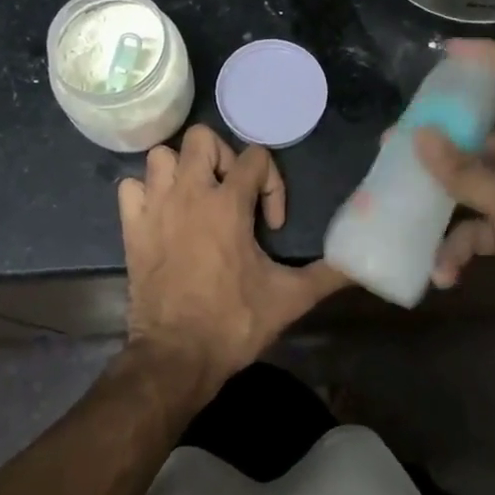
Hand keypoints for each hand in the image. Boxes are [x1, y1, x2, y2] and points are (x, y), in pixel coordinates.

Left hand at [118, 125, 346, 398]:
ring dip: (181, 170)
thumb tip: (364, 264)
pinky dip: (146, 193)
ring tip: (197, 198)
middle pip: (201, 137)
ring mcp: (155, 207)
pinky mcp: (131, 227)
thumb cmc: (233, 322)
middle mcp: (188, 193)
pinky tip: (163, 214)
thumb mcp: (289, 298)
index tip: (270, 224)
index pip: (255, 157)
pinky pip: (131, 188)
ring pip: (161, 156)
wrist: (176, 356)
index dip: (271, 183)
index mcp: (227, 203)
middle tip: (232, 193)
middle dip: (222, 158)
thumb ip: (328, 275)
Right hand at [412, 39, 494, 360]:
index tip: (449, 52)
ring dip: (441, 204)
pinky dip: (459, 251)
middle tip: (394, 143)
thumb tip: (420, 136)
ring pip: (471, 189)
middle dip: (439, 141)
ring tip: (403, 211)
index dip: (490, 59)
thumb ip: (469, 175)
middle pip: (480, 138)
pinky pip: (479, 234)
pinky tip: (444, 274)